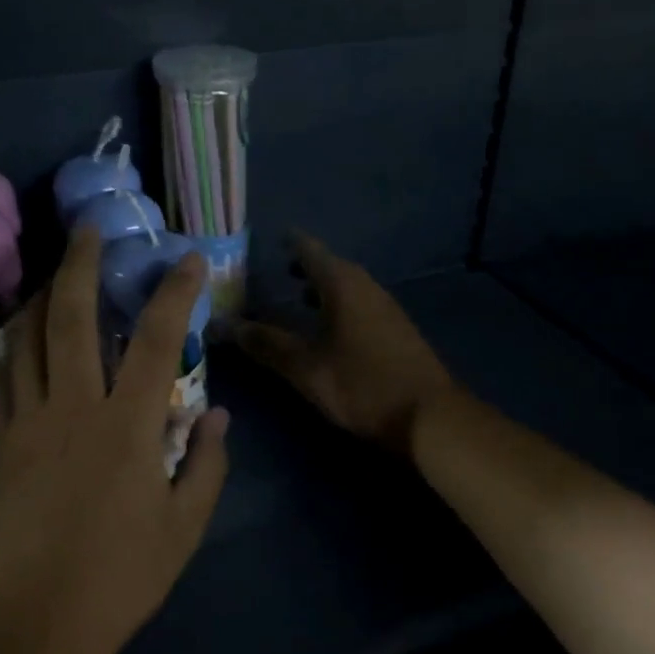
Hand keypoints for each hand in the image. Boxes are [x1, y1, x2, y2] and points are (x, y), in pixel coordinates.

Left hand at [0, 228, 230, 653]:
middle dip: (81, 264)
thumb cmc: (121, 578)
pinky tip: (18, 336)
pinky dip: (11, 346)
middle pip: (73, 317)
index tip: (187, 260)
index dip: (175, 292)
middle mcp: (75, 407)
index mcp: (128, 425)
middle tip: (87, 229)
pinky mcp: (0, 443)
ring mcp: (29, 421)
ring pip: (27, 339)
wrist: (36, 624)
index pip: (158, 339)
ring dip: (40, 296)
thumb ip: (205, 464)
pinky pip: (2, 378)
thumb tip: (217, 416)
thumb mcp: (184, 527)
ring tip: (52, 274)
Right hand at [238, 232, 457, 457]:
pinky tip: (330, 328)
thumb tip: (224, 325)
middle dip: (305, 266)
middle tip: (278, 270)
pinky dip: (339, 305)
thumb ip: (267, 344)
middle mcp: (367, 288)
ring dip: (324, 288)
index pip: (311, 250)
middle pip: (332, 267)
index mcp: (344, 285)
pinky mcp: (396, 331)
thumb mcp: (306, 368)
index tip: (272, 237)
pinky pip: (360, 305)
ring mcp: (387, 309)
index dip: (291, 243)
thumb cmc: (362, 385)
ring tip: (299, 297)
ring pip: (348, 287)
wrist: (429, 416)